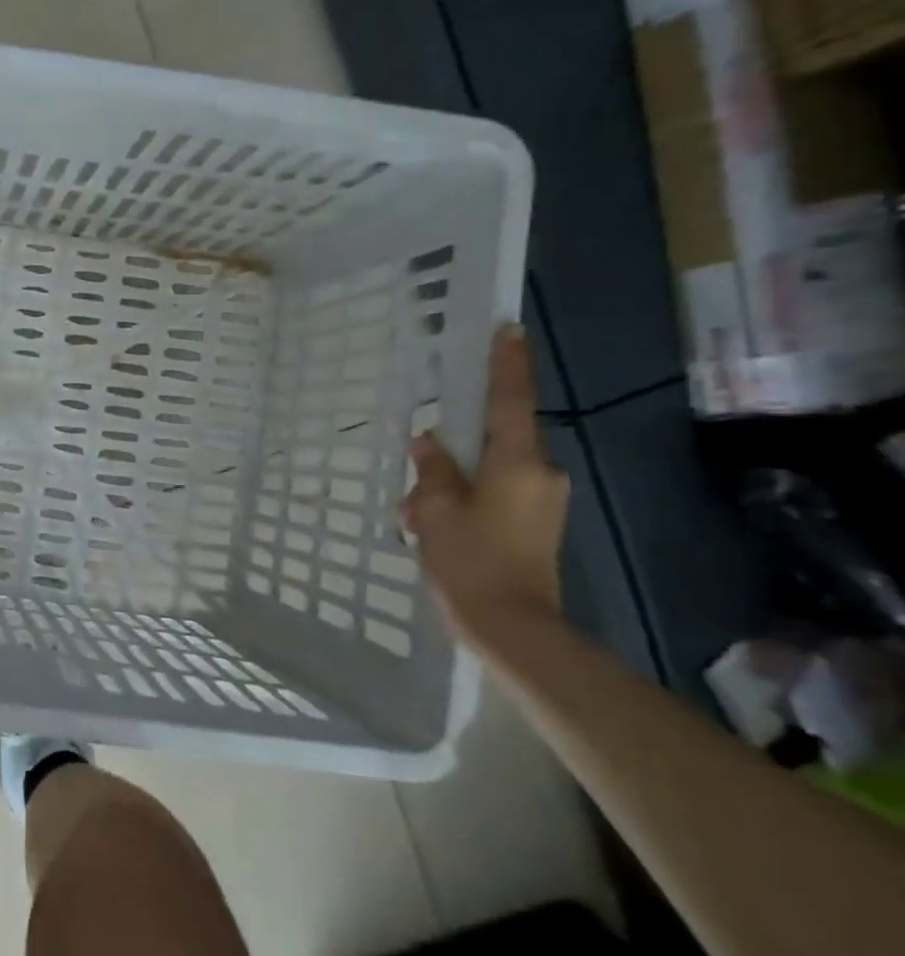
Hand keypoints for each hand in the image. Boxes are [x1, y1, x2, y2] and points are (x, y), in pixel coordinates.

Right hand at [402, 324, 568, 638]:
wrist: (512, 627)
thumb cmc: (470, 561)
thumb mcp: (433, 511)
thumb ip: (432, 471)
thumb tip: (429, 443)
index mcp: (516, 463)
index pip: (509, 401)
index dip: (507, 364)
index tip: (507, 328)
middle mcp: (539, 474)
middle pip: (494, 441)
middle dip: (454, 451)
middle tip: (417, 473)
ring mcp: (542, 501)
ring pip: (489, 472)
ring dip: (453, 483)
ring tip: (414, 512)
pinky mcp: (536, 524)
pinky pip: (496, 495)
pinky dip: (465, 501)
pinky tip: (434, 527)